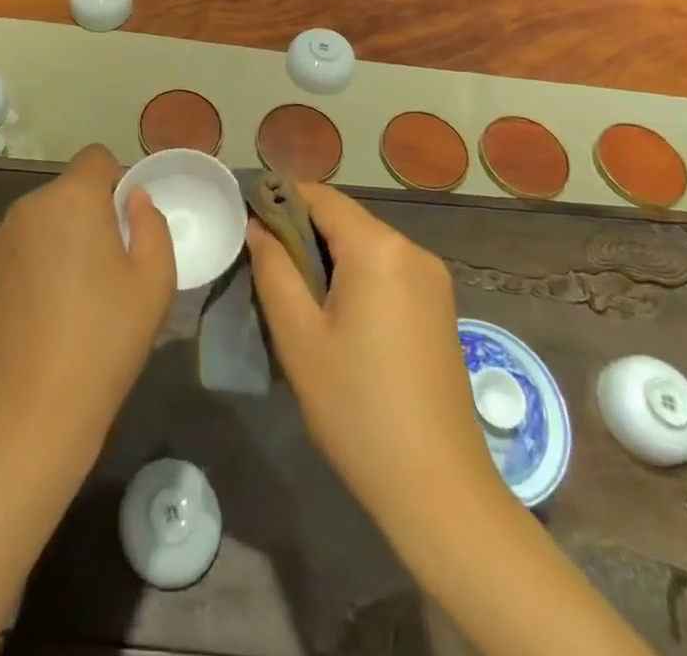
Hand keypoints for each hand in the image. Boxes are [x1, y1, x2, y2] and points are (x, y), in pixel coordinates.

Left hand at [0, 144, 175, 451]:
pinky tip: (44, 310)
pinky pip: (19, 249)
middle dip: (88, 212)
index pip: (96, 158)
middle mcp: (30, 206)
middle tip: (106, 265)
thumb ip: (151, 223)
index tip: (125, 224)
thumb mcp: (155, 280)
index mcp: (73, 198)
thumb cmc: (106, 337)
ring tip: (74, 293)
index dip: (115, 181)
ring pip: (41, 220)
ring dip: (59, 237)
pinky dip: (34, 263)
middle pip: (67, 191)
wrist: (35, 406)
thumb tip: (133, 198)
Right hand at [248, 183, 501, 533]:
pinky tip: (335, 315)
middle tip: (264, 267)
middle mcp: (412, 250)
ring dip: (327, 257)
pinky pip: (386, 270)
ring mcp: (433, 279)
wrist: (437, 489)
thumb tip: (258, 226)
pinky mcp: (440, 306)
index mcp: (379, 248)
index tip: (247, 222)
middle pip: (344, 220)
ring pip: (365, 245)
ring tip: (294, 295)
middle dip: (302, 233)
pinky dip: (355, 276)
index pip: (320, 197)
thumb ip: (273, 268)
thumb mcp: (298, 336)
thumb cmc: (357, 407)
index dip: (279, 200)